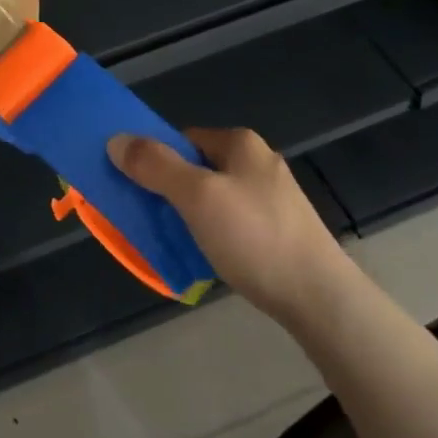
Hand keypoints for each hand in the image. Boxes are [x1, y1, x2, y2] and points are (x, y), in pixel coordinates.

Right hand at [106, 127, 350, 323]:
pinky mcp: (281, 230)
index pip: (182, 139)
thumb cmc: (254, 237)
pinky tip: (208, 256)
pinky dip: (214, 234)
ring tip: (176, 240)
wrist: (320, 299)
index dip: (156, 159)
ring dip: (191, 214)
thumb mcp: (196, 196)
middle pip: (197, 168)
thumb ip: (155, 166)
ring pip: (214, 197)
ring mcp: (273, 198)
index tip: (139, 188)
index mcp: (241, 144)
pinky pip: (232, 222)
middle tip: (152, 217)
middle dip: (171, 190)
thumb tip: (116, 140)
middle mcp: (259, 163)